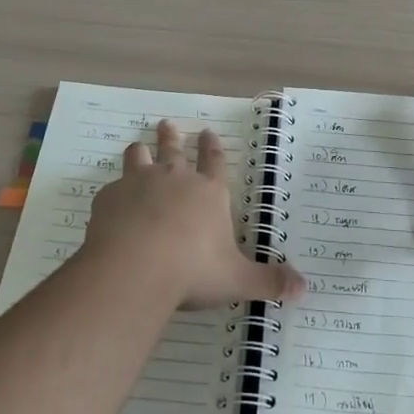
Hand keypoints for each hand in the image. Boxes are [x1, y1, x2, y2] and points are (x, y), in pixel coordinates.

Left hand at [85, 120, 305, 308]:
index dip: (212, 146)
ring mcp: (139, 184)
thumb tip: (303, 289)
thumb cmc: (192, 270)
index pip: (214, 161)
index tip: (207, 132)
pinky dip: (113, 192)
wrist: (136, 268)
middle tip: (166, 124)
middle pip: (174, 150)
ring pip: (139, 157)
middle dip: (172, 137)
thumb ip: (268, 282)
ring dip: (140, 151)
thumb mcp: (237, 279)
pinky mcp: (110, 198)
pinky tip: (110, 200)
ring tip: (138, 147)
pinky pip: (111, 188)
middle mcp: (175, 179)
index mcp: (208, 192)